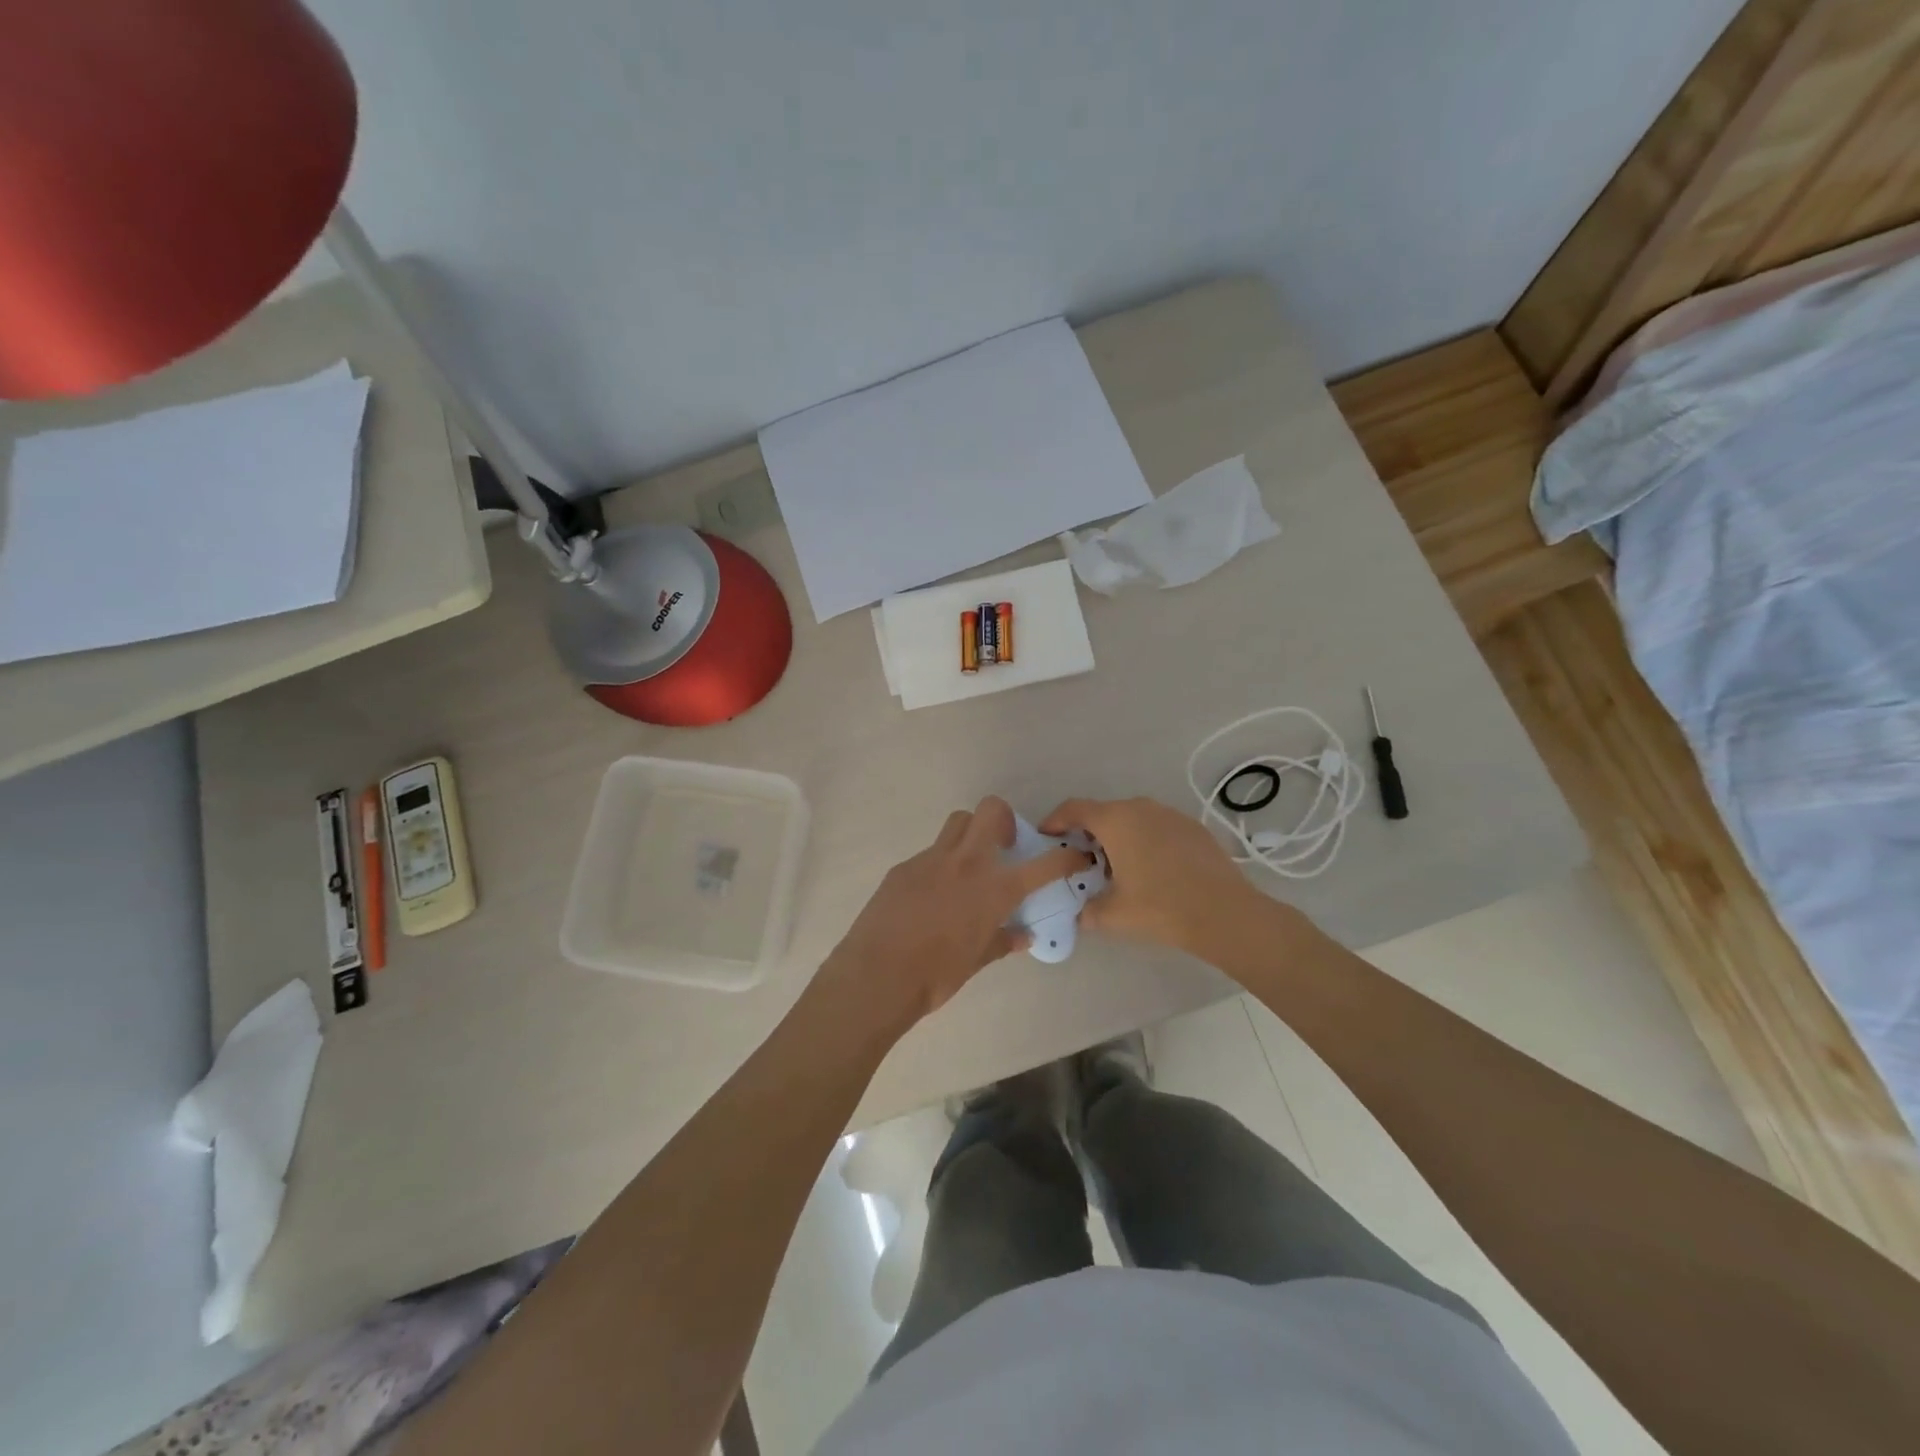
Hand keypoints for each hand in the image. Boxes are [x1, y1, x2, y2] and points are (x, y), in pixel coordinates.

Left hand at [821, 797, 1090, 1028]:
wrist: (877, 976)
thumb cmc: (936, 975)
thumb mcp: (977, 961)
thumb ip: (1002, 941)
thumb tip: (1023, 936)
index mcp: (994, 889)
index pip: (1043, 865)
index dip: (1066, 858)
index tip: (1075, 856)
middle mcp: (966, 863)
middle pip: (991, 811)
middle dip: (1005, 820)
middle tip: (1004, 847)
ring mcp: (931, 860)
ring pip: (958, 823)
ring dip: (971, 833)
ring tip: (968, 865)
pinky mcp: (904, 867)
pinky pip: (930, 853)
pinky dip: (940, 864)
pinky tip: (932, 895)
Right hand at [1041, 796, 1274, 955]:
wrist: (1225, 913)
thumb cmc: (1161, 908)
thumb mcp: (1113, 915)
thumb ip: (1086, 911)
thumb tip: (1079, 913)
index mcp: (1115, 820)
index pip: (1073, 809)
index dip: (1054, 821)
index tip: (1046, 837)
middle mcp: (1140, 808)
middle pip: (1103, 813)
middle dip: (1087, 834)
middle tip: (1080, 862)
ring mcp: (1170, 814)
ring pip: (1132, 819)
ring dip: (1118, 837)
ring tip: (1117, 868)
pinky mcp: (1192, 827)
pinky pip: (1156, 827)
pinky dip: (1144, 841)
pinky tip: (1151, 871)